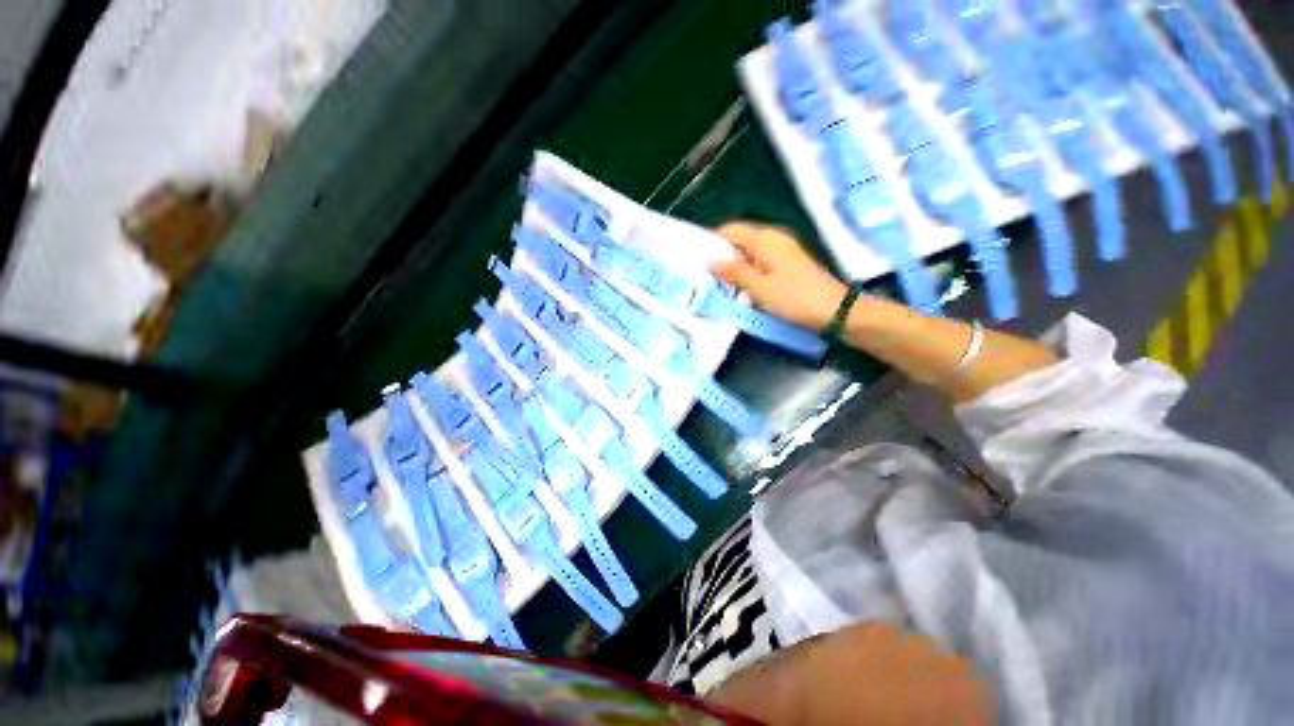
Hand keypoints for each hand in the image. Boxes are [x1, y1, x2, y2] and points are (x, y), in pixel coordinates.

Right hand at [712, 222, 849, 330]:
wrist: (834, 310)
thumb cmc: (795, 298)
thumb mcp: (759, 287)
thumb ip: (734, 272)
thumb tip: (711, 261)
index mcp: (765, 239)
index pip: (730, 230)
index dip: (711, 241)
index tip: (696, 259)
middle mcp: (773, 239)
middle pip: (739, 241)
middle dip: (720, 256)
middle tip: (703, 275)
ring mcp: (782, 252)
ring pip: (748, 253)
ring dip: (733, 267)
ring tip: (717, 284)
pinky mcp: (786, 265)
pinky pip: (759, 263)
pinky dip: (746, 273)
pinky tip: (739, 288)